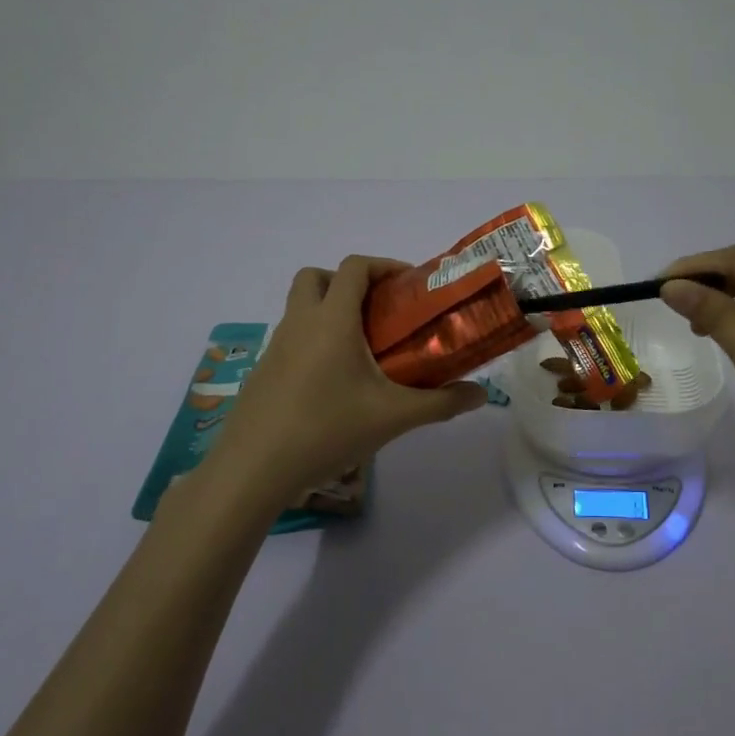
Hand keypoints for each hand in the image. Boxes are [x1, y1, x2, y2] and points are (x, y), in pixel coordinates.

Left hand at [202, 256, 489, 502]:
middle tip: (378, 311)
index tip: (409, 285)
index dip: (384, 265)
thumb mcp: (393, 417)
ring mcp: (275, 347)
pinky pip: (291, 339)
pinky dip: (313, 342)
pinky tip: (334, 384)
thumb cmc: (327, 430)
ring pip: (300, 308)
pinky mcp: (264, 372)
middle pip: (316, 277)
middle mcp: (299, 323)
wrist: (253, 469)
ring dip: (329, 312)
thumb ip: (441, 403)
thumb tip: (481, 395)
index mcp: (331, 320)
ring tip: (362, 350)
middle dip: (348, 282)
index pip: (354, 267)